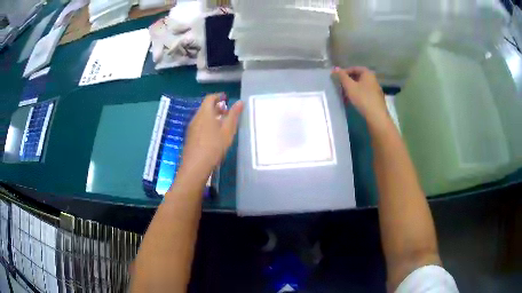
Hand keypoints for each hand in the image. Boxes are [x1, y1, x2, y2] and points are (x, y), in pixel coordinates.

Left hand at [179, 94, 243, 181]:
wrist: (195, 166)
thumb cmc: (214, 146)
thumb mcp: (227, 131)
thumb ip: (233, 115)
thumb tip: (240, 102)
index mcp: (205, 113)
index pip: (210, 98)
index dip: (218, 96)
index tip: (226, 98)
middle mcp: (196, 117)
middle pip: (205, 107)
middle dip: (216, 107)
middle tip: (227, 111)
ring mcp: (191, 128)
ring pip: (202, 116)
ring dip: (212, 116)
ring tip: (222, 123)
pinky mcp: (190, 137)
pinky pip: (199, 124)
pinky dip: (207, 123)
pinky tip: (214, 134)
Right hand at [333, 67, 388, 125]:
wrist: (377, 117)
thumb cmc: (363, 98)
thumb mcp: (350, 86)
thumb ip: (342, 76)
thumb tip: (335, 68)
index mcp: (368, 73)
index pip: (354, 68)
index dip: (344, 72)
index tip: (337, 78)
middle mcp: (373, 79)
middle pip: (358, 77)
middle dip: (348, 81)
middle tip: (340, 87)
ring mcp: (375, 90)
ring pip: (361, 86)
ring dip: (352, 89)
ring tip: (344, 96)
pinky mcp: (376, 99)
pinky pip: (364, 93)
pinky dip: (357, 95)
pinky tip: (353, 102)